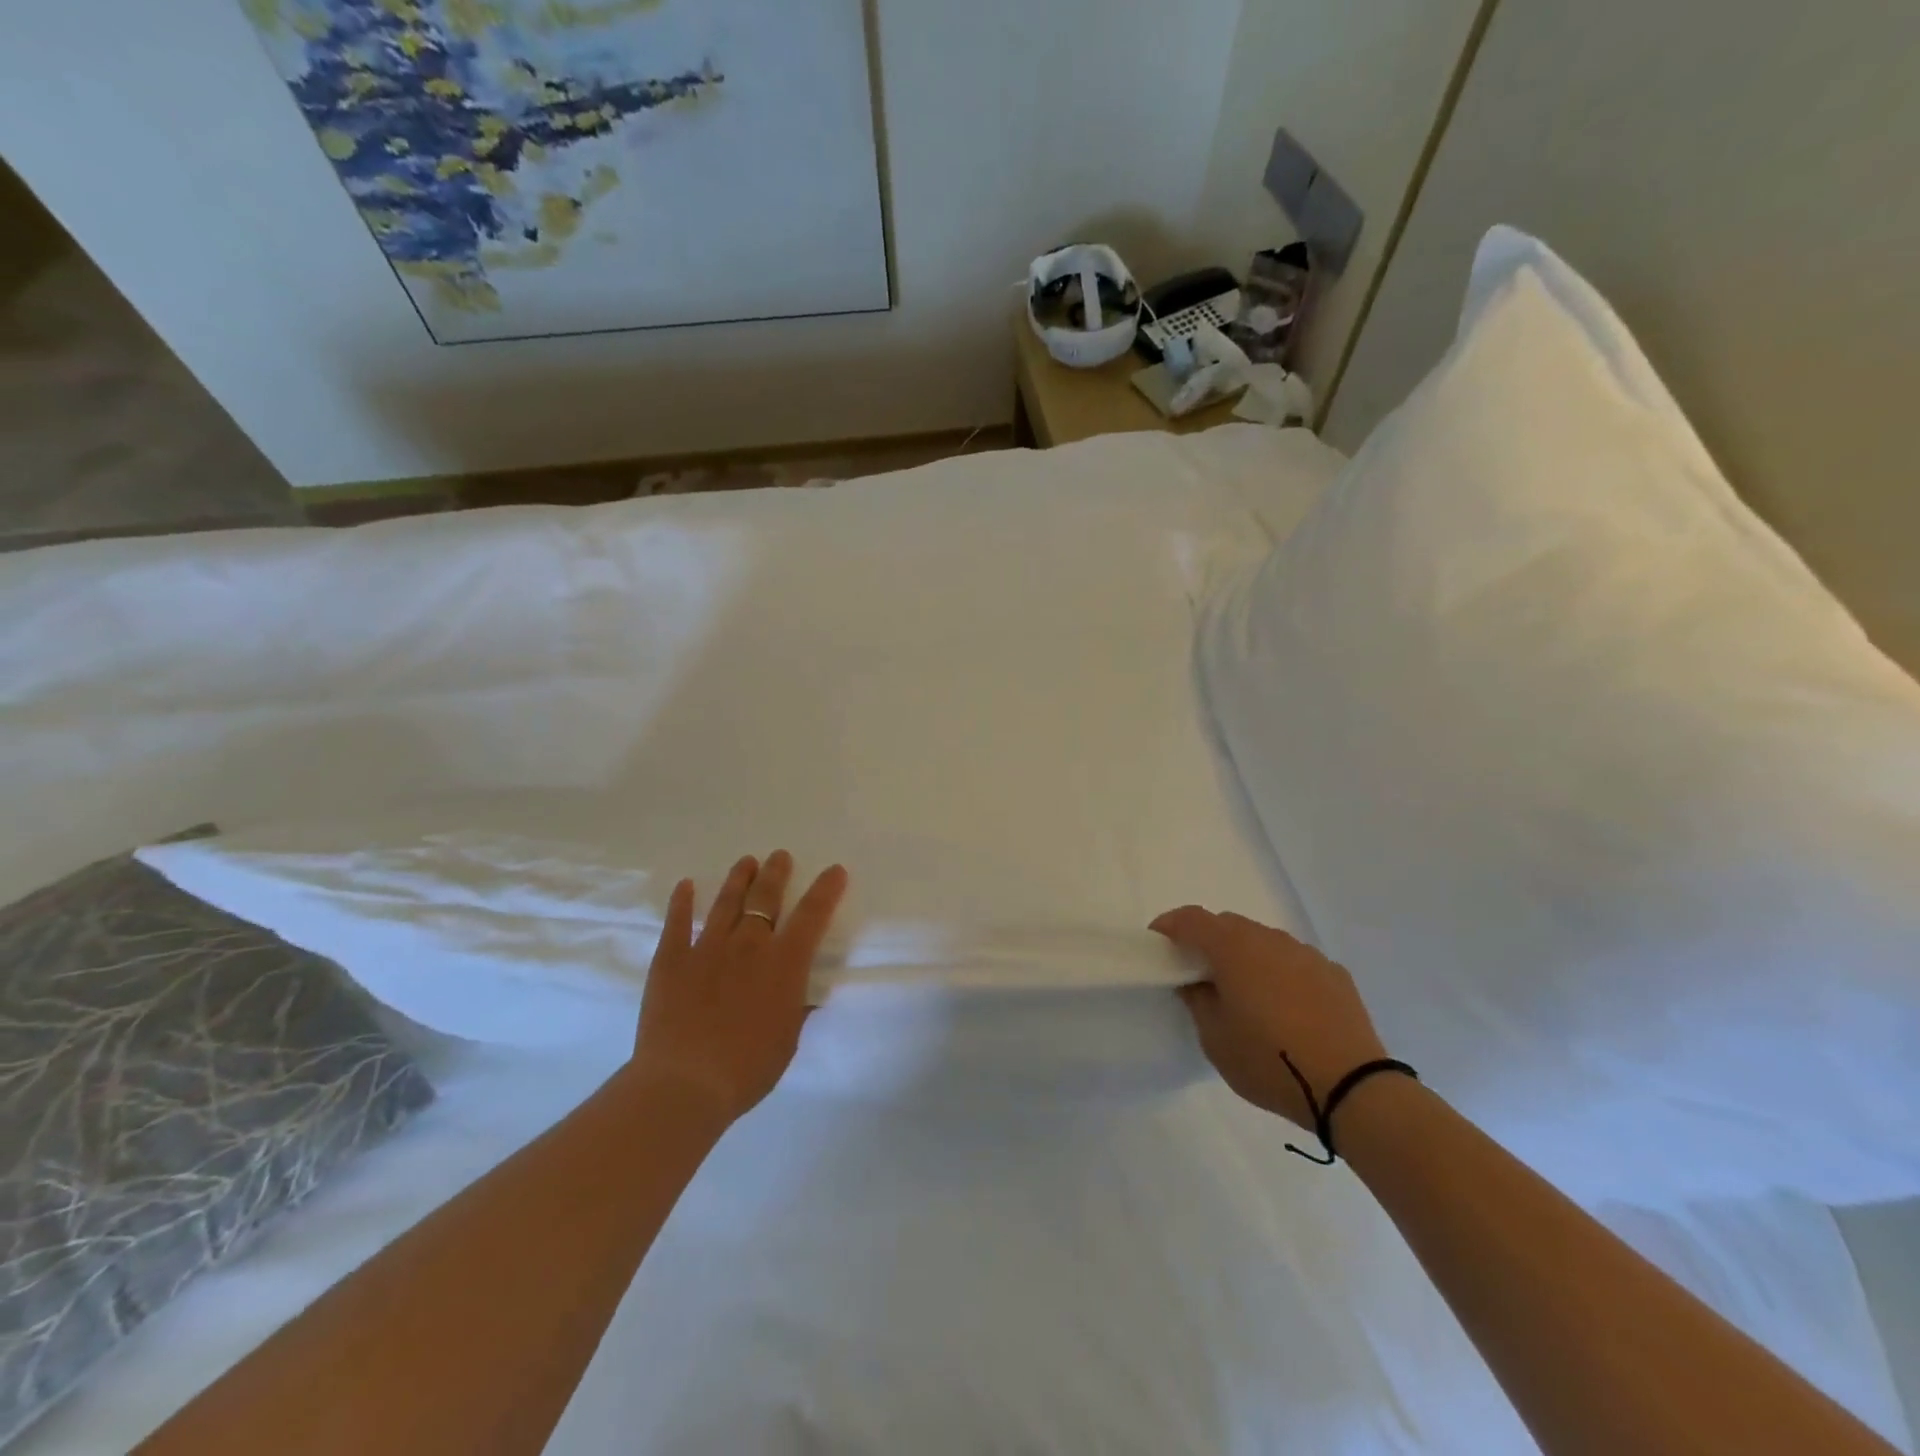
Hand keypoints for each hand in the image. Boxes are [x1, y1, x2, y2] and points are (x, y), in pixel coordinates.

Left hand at [628, 851, 848, 1125]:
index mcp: (784, 963)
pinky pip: (677, 923)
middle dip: (776, 873)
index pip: (813, 915)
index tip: (835, 871)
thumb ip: (795, 1009)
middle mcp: (749, 945)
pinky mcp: (671, 960)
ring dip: (739, 878)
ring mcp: (707, 948)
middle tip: (779, 856)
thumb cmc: (747, 1069)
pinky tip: (685, 886)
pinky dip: (682, 902)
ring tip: (746, 861)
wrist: (685, 1084)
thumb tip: (802, 995)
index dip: (826, 890)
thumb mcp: (787, 1040)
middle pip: (766, 897)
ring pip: (726, 902)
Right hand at [1151, 906, 1386, 1129]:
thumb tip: (1196, 981)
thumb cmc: (1271, 1062)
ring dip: (1245, 956)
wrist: (1353, 1089)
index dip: (1169, 926)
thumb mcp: (1215, 1039)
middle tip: (1197, 972)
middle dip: (1207, 941)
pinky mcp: (1334, 973)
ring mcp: (1306, 954)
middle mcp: (1269, 939)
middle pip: (1228, 925)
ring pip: (1263, 941)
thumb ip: (1197, 1000)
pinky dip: (1278, 972)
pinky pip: (1293, 961)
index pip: (1191, 919)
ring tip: (1244, 992)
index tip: (1157, 943)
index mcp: (1233, 948)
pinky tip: (1284, 1007)